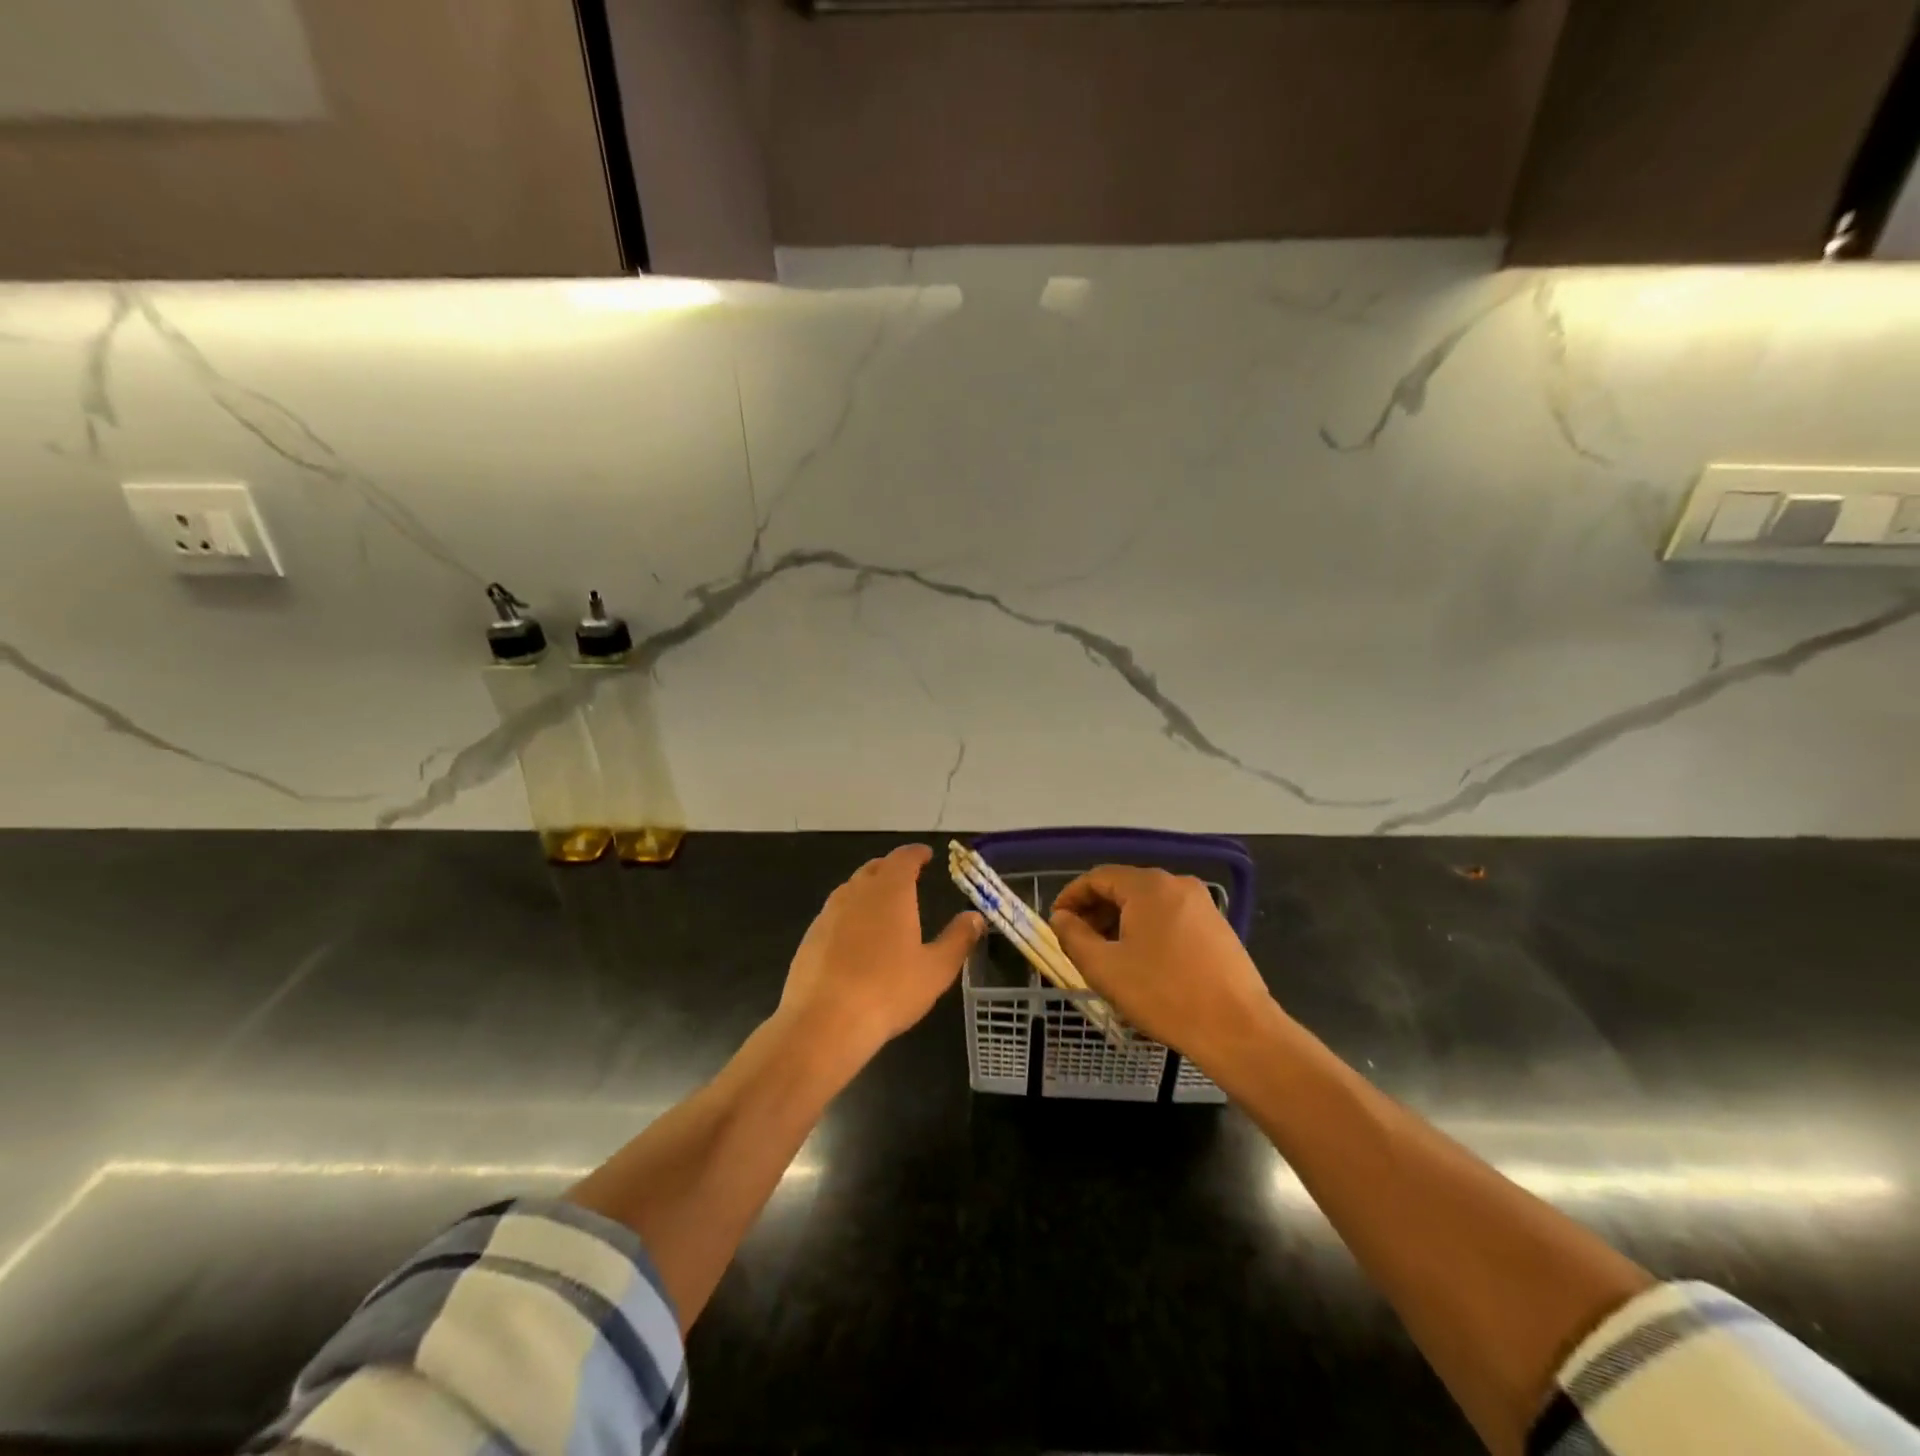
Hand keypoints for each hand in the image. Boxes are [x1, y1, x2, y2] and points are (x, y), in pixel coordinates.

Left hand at [778, 844, 983, 1062]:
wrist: (824, 1022)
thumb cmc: (888, 991)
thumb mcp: (936, 969)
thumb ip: (958, 939)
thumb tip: (975, 917)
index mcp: (890, 891)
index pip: (903, 858)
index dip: (916, 854)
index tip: (926, 855)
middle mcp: (856, 892)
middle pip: (874, 868)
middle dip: (892, 868)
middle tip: (908, 878)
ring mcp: (828, 913)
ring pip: (851, 889)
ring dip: (869, 889)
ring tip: (883, 905)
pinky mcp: (810, 936)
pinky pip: (835, 913)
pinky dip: (850, 914)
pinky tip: (856, 938)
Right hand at [1051, 866, 1283, 1066]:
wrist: (1237, 1029)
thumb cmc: (1163, 994)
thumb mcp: (1105, 968)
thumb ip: (1073, 936)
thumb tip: (1062, 918)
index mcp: (1148, 886)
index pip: (1098, 877)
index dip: (1071, 897)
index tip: (1056, 922)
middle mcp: (1176, 884)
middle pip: (1124, 887)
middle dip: (1095, 911)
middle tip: (1077, 941)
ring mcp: (1202, 904)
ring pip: (1148, 904)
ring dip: (1120, 922)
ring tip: (1106, 955)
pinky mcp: (1217, 926)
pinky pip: (1170, 917)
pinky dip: (1147, 930)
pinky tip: (1141, 961)